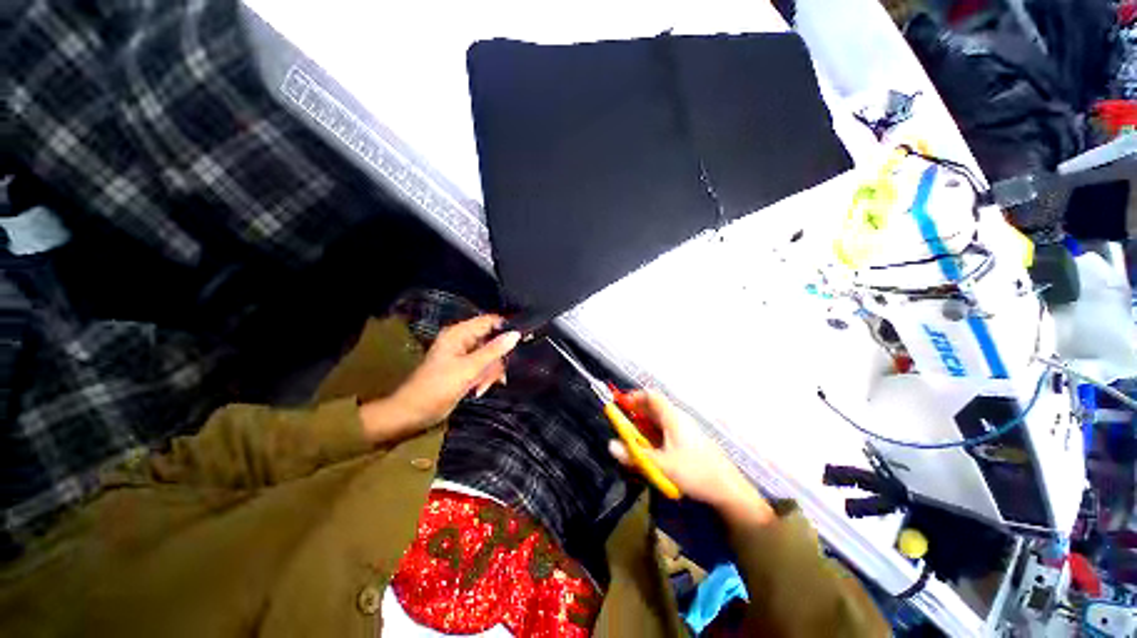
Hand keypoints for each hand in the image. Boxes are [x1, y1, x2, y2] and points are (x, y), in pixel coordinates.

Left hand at [360, 316, 519, 442]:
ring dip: (490, 373)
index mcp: (459, 334)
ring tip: (483, 387)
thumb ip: (494, 351)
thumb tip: (516, 334)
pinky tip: (479, 390)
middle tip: (499, 376)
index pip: (490, 321)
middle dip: (497, 359)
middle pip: (492, 341)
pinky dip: (484, 378)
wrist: (413, 413)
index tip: (523, 341)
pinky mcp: (464, 369)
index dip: (506, 329)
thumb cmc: (438, 387)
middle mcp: (462, 340)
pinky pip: (483, 368)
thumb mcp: (469, 368)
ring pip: (490, 357)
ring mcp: (463, 355)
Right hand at [609, 391, 773, 525]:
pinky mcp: (689, 441)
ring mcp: (685, 429)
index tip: (620, 404)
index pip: (651, 396)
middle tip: (622, 424)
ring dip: (644, 425)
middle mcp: (678, 418)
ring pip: (659, 420)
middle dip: (636, 412)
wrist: (728, 489)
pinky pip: (666, 430)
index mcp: (672, 417)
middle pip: (654, 407)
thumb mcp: (662, 465)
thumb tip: (611, 446)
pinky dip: (653, 434)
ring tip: (632, 438)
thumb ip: (635, 456)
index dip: (635, 396)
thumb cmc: (695, 472)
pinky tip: (650, 449)